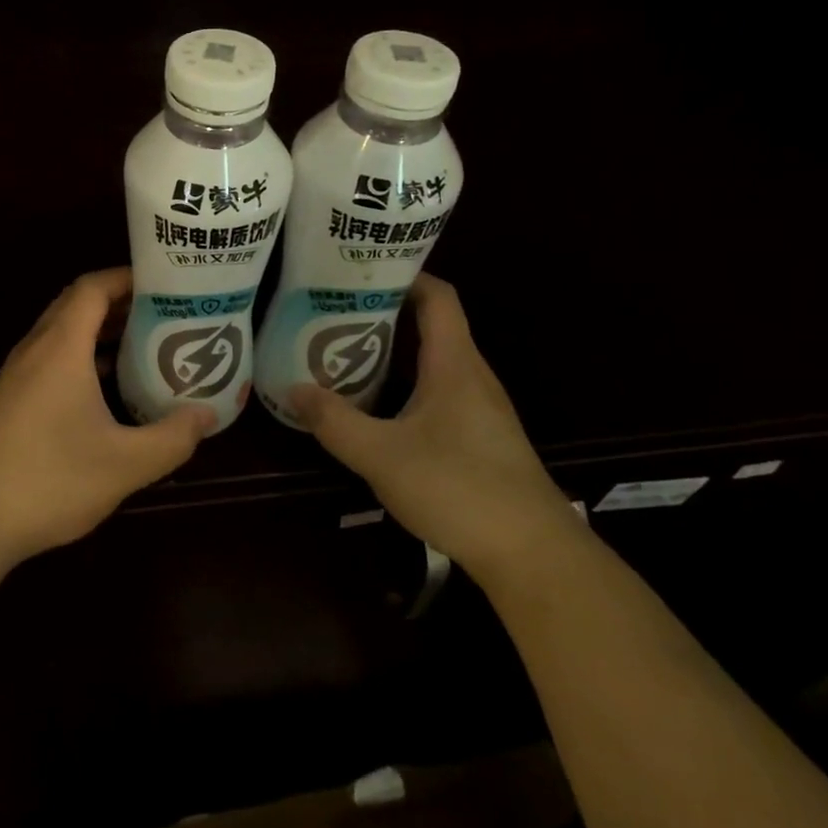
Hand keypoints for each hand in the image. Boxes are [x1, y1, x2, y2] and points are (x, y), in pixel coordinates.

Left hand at [0, 267, 215, 569]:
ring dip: (98, 331)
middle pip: (75, 305)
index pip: (91, 288)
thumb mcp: (125, 465)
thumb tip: (207, 415)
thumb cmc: (50, 481)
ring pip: (60, 333)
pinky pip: (48, 359)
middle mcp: (33, 350)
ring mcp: (14, 375)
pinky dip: (79, 357)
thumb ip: (173, 438)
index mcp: (60, 348)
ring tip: (141, 345)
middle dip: (118, 302)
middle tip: (162, 314)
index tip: (163, 284)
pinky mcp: (6, 400)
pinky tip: (103, 389)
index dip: (126, 277)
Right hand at [291, 274, 576, 581]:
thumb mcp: (382, 455)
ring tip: (345, 349)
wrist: (534, 556)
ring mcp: (480, 406)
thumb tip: (293, 389)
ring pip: (434, 359)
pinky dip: (407, 381)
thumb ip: (335, 421)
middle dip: (385, 311)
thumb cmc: (459, 489)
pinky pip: (440, 388)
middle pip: (432, 323)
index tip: (360, 271)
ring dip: (394, 349)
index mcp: (454, 363)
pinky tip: (378, 404)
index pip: (437, 295)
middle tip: (335, 309)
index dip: (404, 274)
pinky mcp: (481, 435)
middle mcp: (471, 374)